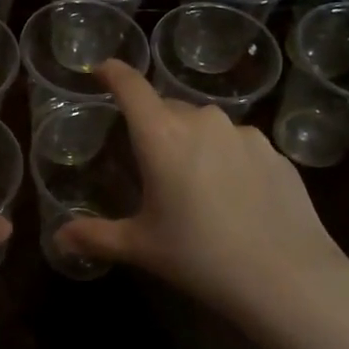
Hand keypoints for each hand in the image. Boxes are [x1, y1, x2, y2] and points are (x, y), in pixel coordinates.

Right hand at [55, 60, 348, 334]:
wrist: (288, 279)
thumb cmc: (201, 258)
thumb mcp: (142, 247)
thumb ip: (96, 236)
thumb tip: (60, 239)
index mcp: (162, 136)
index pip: (131, 87)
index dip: (113, 73)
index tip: (101, 70)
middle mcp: (203, 122)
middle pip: (168, 106)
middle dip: (153, 123)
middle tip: (148, 159)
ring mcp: (245, 134)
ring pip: (206, 125)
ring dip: (192, 141)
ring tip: (194, 182)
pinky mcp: (276, 152)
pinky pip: (239, 144)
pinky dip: (227, 157)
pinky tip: (234, 195)